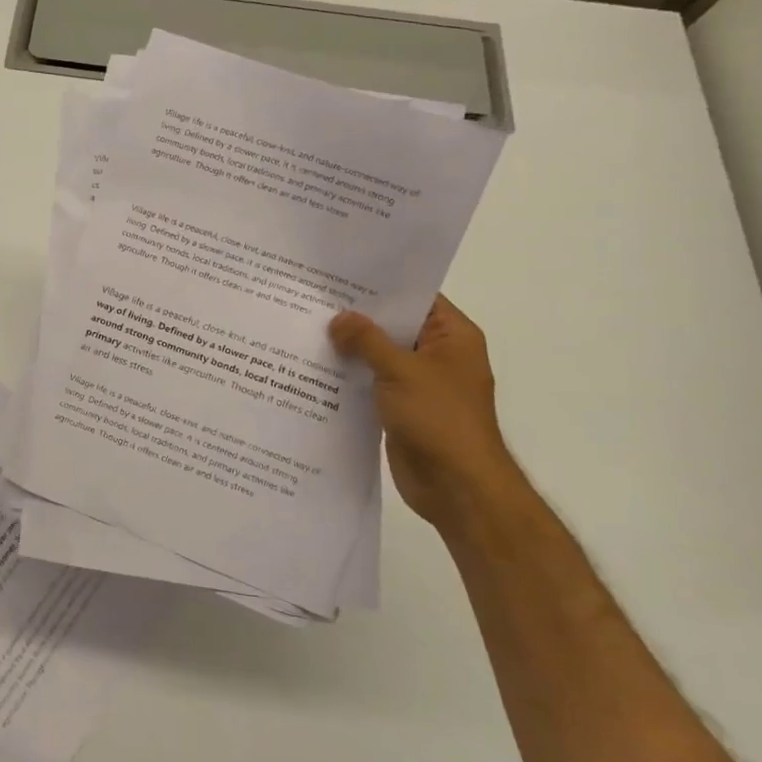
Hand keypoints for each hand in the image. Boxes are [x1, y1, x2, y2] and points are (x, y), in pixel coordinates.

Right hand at [329, 295, 517, 525]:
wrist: (456, 487)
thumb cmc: (439, 419)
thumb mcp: (401, 371)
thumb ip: (367, 340)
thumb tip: (338, 318)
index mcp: (452, 337)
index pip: (416, 297)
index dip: (381, 285)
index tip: (340, 275)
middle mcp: (437, 355)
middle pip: (394, 325)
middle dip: (357, 317)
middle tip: (313, 298)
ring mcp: (419, 383)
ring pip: (379, 356)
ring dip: (350, 348)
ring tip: (305, 328)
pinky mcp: (401, 408)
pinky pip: (372, 382)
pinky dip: (349, 376)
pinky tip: (315, 367)